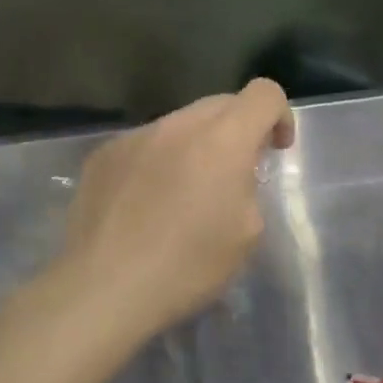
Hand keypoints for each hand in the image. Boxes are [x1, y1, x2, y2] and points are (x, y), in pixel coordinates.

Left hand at [61, 79, 293, 339]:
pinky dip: (159, 162)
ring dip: (196, 146)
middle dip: (239, 130)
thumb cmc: (189, 265)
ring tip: (186, 193)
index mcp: (223, 140)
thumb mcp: (248, 232)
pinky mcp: (103, 156)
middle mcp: (179, 125)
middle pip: (221, 103)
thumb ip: (249, 187)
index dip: (280, 115)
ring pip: (180, 124)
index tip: (275, 150)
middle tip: (235, 174)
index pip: (264, 93)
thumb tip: (233, 177)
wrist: (104, 289)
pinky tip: (147, 205)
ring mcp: (136, 137)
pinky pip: (145, 145)